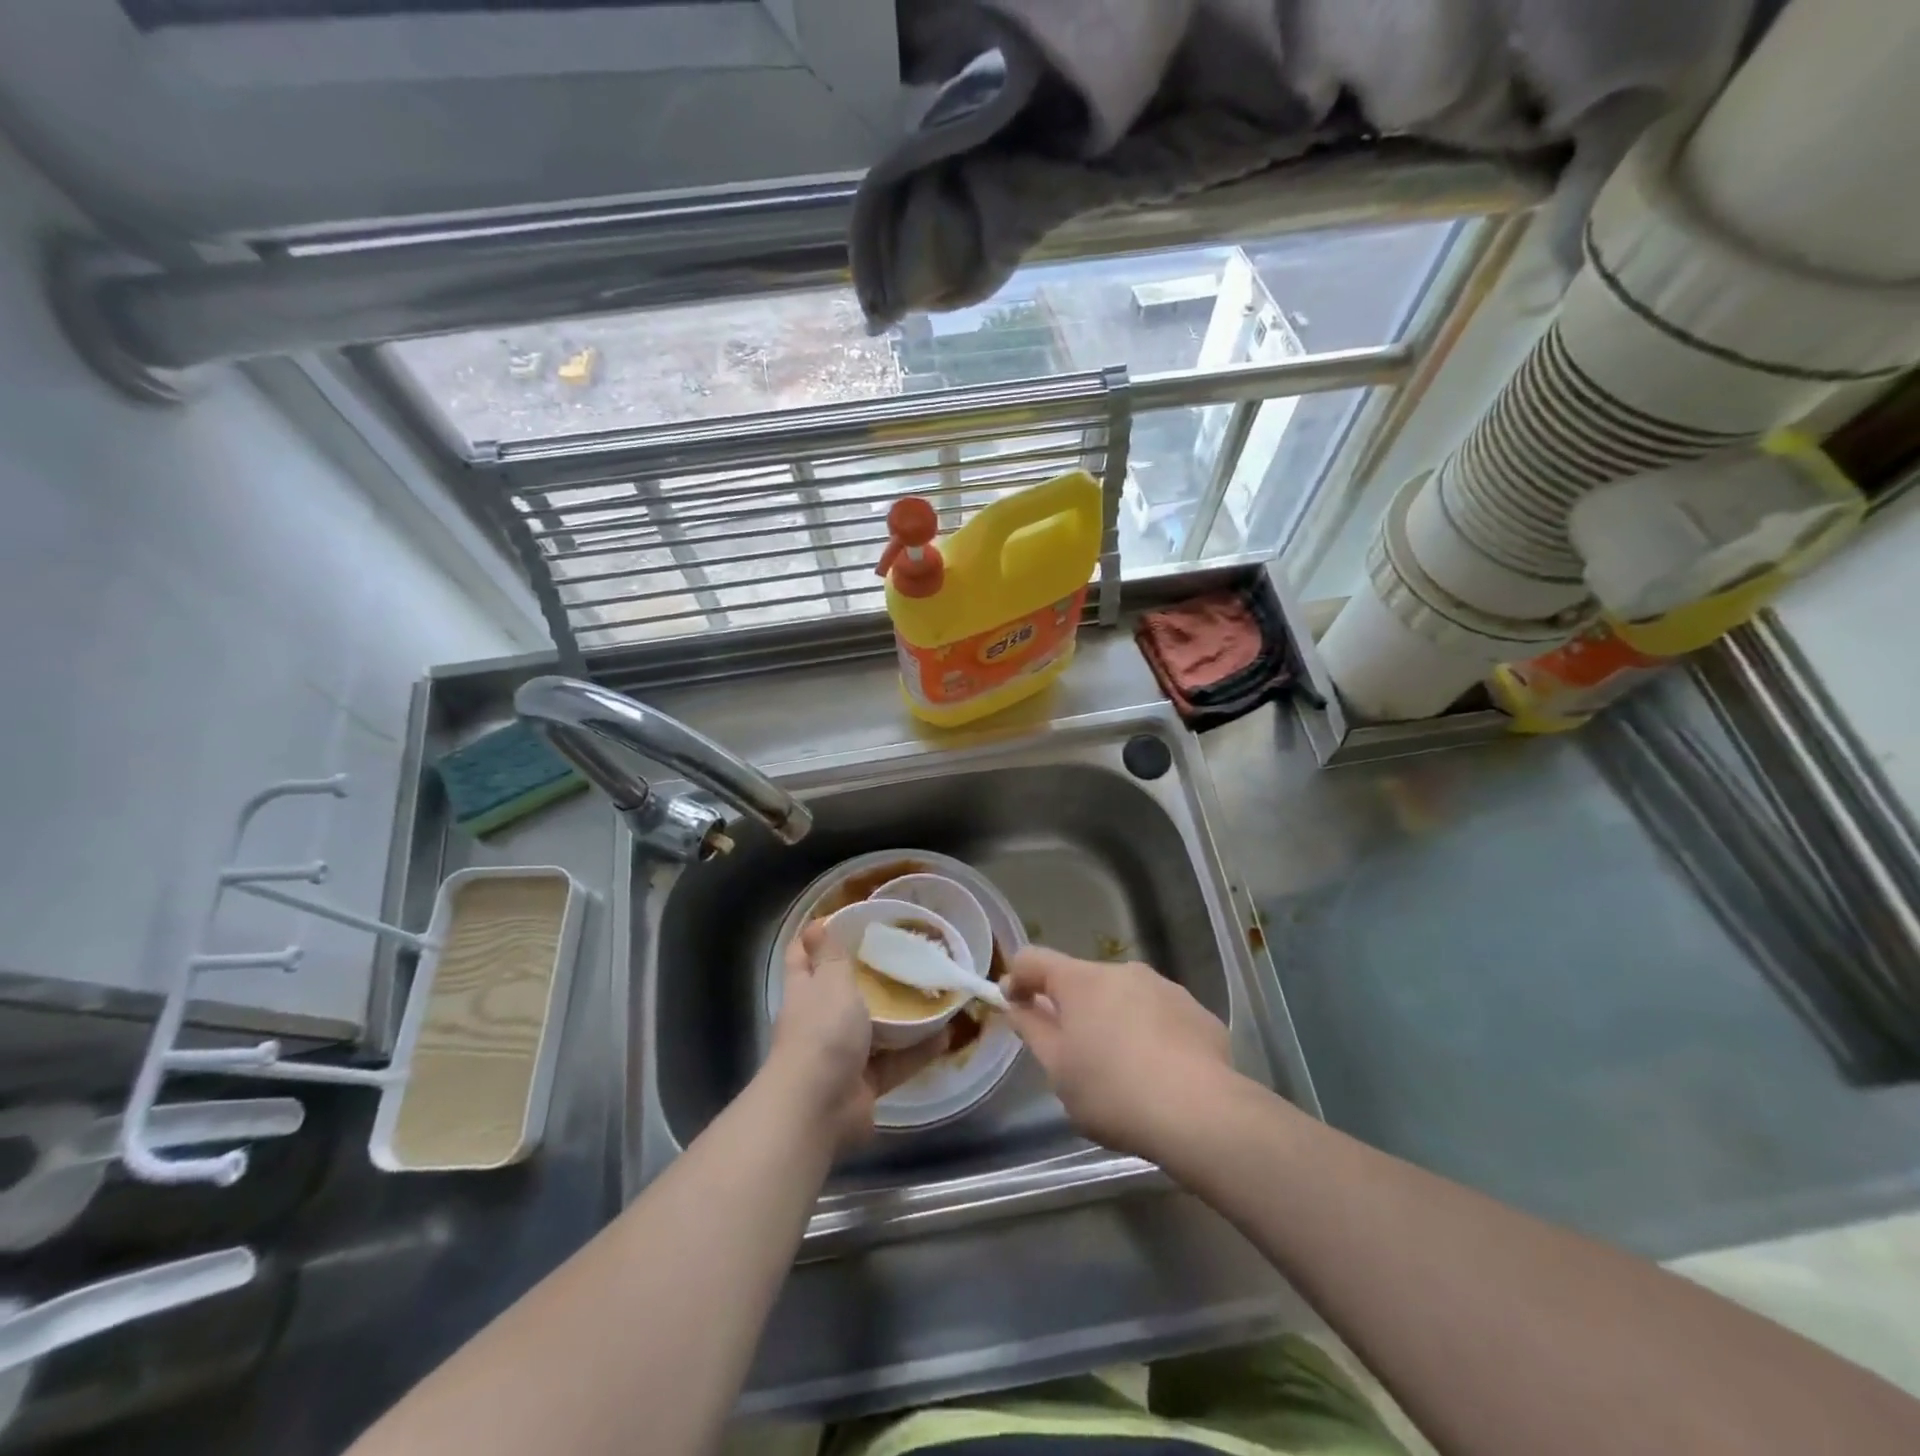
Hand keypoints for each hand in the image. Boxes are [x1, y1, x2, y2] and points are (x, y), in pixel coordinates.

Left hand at [769, 921, 948, 1152]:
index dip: (818, 937)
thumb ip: (830, 955)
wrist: (818, 1107)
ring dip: (901, 1015)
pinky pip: (896, 1062)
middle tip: (905, 953)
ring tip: (932, 991)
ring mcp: (842, 1055)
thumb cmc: (822, 1032)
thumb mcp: (830, 981)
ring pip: (874, 1028)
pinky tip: (946, 1034)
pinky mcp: (864, 1083)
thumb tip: (816, 924)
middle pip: (842, 992)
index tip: (849, 919)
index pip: (803, 955)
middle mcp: (820, 1021)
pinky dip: (918, 1051)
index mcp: (805, 991)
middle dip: (870, 975)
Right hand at [1004, 947, 1235, 1159]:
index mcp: (1081, 981)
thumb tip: (1017, 1003)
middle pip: (1082, 980)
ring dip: (1112, 1019)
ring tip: (1121, 1069)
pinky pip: (1159, 1015)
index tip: (1014, 1007)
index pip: (1033, 959)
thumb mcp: (1058, 1069)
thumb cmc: (1113, 1091)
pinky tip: (1159, 1073)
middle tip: (1072, 1054)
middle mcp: (1122, 971)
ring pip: (1123, 997)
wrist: (1201, 1113)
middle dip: (1071, 1008)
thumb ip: (1033, 1029)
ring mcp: (1164, 987)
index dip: (1017, 979)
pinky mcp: (1196, 1011)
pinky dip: (1149, 1033)